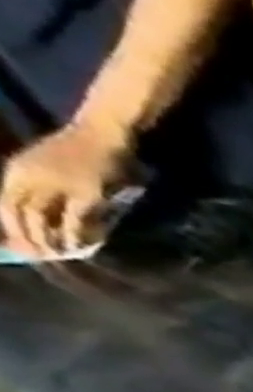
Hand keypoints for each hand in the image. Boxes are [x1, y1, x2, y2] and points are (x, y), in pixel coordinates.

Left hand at [0, 118, 133, 258]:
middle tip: (38, 257)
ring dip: (49, 240)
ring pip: (43, 219)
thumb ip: (42, 189)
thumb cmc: (81, 152)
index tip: (16, 248)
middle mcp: (30, 177)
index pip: (4, 203)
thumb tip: (42, 219)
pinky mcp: (86, 194)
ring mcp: (59, 186)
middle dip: (26, 237)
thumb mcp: (50, 168)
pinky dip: (75, 235)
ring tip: (60, 256)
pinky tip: (81, 246)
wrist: (103, 134)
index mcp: (17, 170)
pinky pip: (74, 219)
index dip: (7, 227)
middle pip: (19, 213)